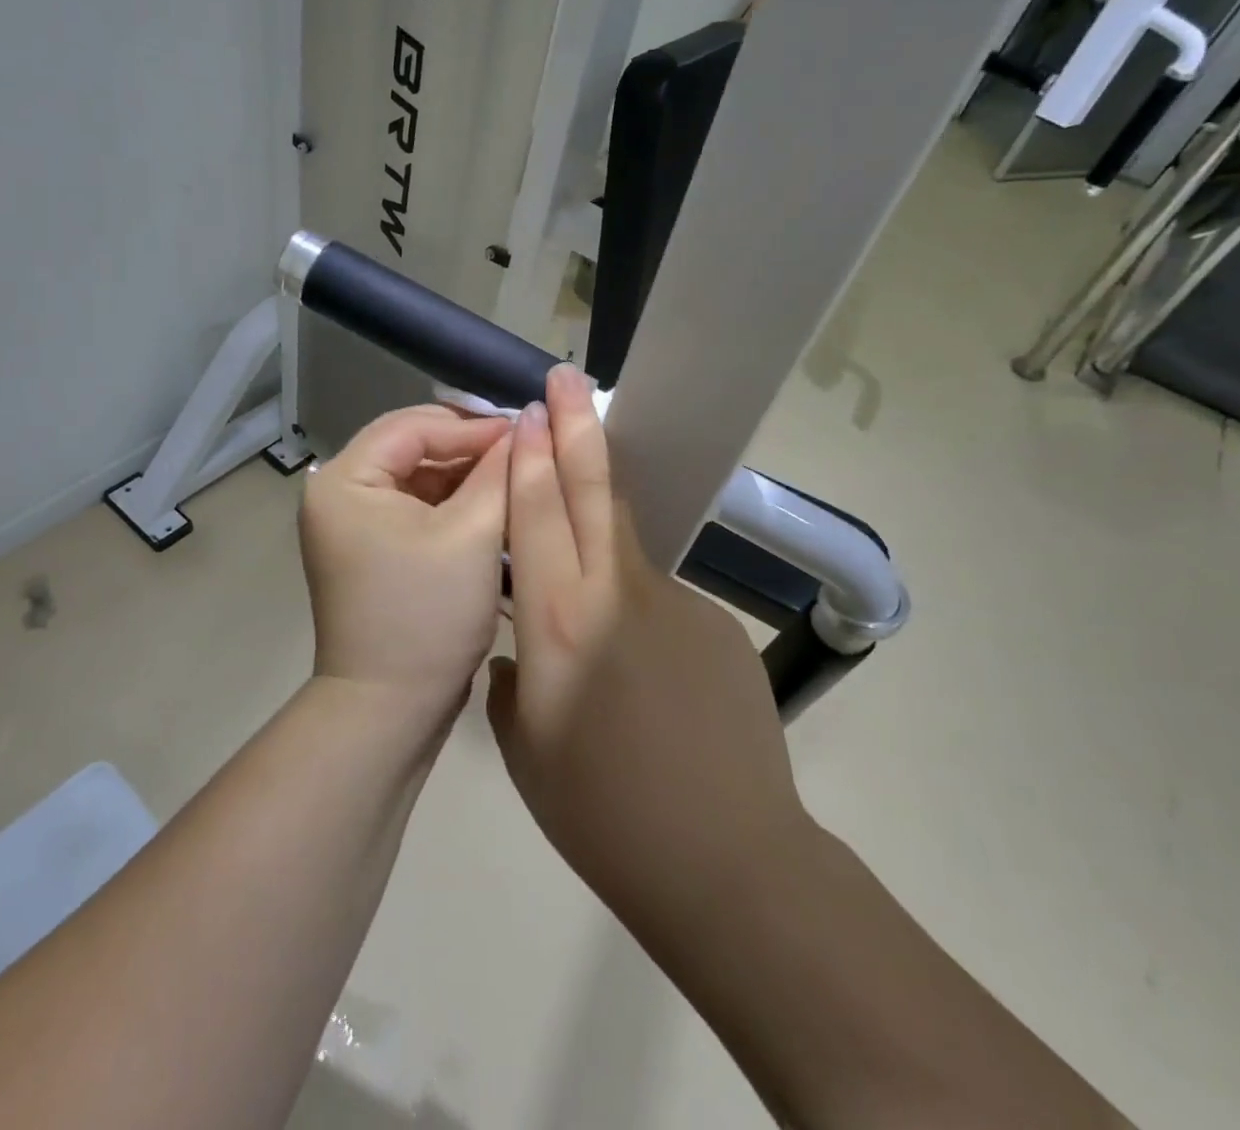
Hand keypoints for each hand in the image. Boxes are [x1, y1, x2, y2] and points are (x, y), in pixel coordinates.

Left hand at [300, 405, 512, 722]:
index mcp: (343, 481)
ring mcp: (352, 524)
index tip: (526, 428)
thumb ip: (498, 472)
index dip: (472, 426)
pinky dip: (453, 507)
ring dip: (465, 478)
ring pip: (417, 479)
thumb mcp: (471, 534)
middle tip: (525, 451)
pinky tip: (493, 508)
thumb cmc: (427, 616)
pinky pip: (415, 509)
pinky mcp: (371, 550)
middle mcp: (337, 494)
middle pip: (411, 448)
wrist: (389, 710)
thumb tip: (524, 425)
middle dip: (469, 450)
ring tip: (517, 478)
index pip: (412, 427)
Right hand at [488, 365, 809, 917]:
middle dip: (576, 426)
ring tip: (583, 497)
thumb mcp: (523, 747)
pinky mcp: (718, 625)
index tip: (526, 411)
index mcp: (559, 621)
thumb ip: (513, 680)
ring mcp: (677, 602)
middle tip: (566, 377)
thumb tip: (521, 651)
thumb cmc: (600, 813)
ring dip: (602, 505)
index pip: (538, 514)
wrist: (726, 862)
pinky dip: (634, 604)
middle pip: (595, 490)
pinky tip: (642, 665)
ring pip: (627, 536)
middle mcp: (617, 593)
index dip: (530, 457)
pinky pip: (659, 597)